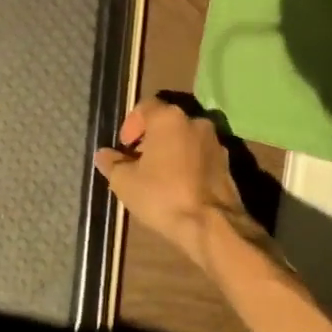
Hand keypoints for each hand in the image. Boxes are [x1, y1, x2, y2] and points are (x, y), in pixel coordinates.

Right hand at [94, 97, 264, 273]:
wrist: (212, 225)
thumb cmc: (163, 195)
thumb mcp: (125, 182)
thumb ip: (111, 163)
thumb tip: (103, 154)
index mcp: (169, 118)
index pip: (145, 106)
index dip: (131, 125)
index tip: (125, 147)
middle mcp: (194, 121)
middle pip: (166, 122)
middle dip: (150, 139)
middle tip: (138, 163)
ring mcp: (215, 141)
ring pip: (185, 138)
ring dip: (171, 151)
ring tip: (159, 177)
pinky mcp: (227, 163)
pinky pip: (200, 155)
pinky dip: (188, 163)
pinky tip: (179, 186)